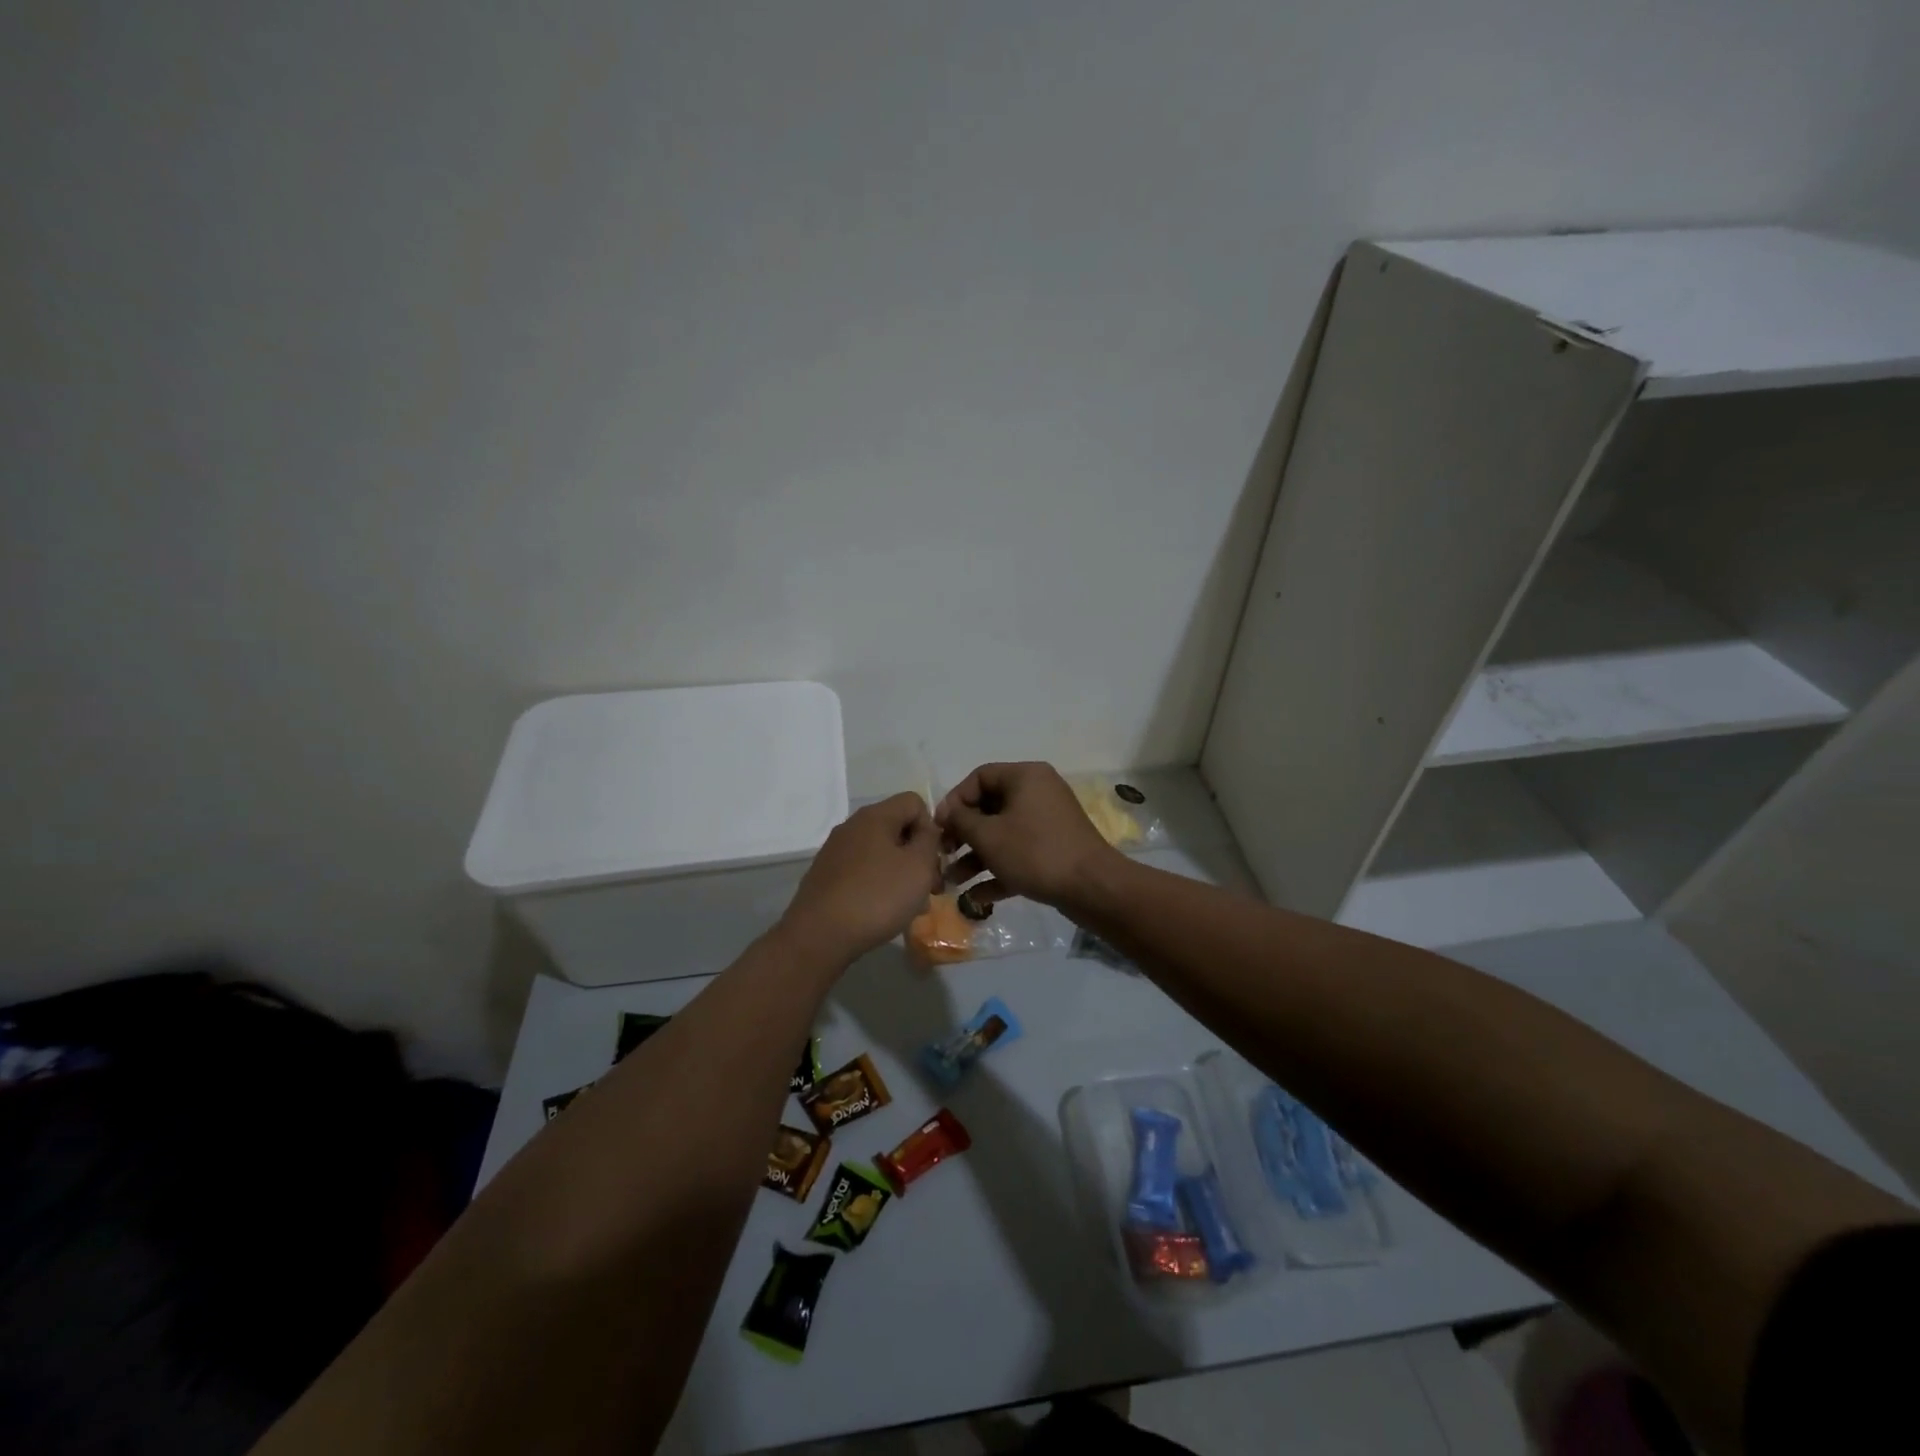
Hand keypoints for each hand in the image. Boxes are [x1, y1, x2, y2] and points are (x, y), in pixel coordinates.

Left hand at [777, 793, 943, 967]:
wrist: (819, 935)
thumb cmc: (877, 896)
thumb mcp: (918, 866)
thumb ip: (930, 840)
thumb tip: (926, 830)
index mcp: (875, 816)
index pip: (913, 802)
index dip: (931, 827)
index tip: (934, 859)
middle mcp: (852, 826)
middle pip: (897, 829)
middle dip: (918, 856)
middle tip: (930, 888)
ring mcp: (835, 851)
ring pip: (881, 853)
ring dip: (901, 874)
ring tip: (911, 906)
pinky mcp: (826, 876)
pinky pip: (862, 872)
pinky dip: (878, 885)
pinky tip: (883, 912)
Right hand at [935, 762, 1124, 910]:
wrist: (1093, 887)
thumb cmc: (1035, 852)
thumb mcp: (989, 835)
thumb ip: (961, 821)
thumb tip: (948, 813)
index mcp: (1025, 777)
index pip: (980, 777)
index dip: (955, 800)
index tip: (939, 827)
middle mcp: (1038, 793)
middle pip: (990, 807)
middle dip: (963, 835)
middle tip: (944, 855)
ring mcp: (1048, 822)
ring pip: (1003, 835)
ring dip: (976, 858)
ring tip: (953, 883)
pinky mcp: (1055, 850)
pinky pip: (1019, 854)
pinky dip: (999, 871)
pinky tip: (976, 898)